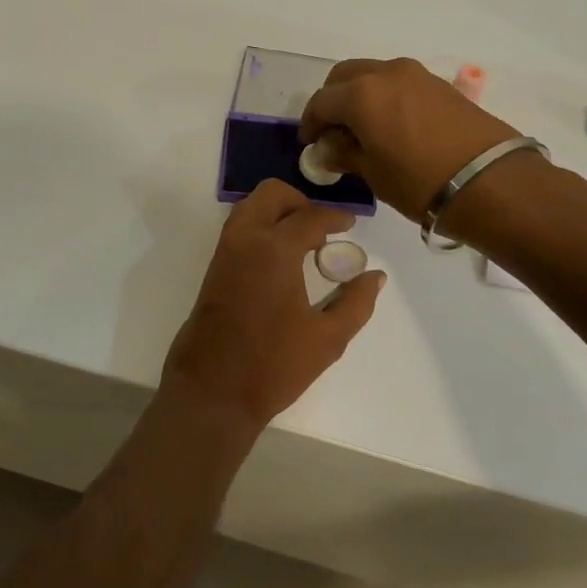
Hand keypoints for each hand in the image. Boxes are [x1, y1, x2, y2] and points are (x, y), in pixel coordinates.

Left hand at [159, 180, 384, 432]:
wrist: (211, 392)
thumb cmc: (273, 366)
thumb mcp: (328, 339)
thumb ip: (356, 302)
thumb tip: (375, 276)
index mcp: (274, 249)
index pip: (310, 216)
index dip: (335, 217)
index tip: (351, 224)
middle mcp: (245, 240)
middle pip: (271, 195)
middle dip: (300, 202)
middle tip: (322, 229)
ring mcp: (224, 253)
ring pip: (249, 208)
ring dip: (277, 213)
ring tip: (303, 244)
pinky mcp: (213, 270)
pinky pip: (238, 230)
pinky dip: (260, 228)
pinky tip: (281, 261)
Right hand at [299, 58, 520, 220]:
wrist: (489, 181)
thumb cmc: (419, 182)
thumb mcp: (373, 174)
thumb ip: (345, 154)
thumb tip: (329, 148)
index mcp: (361, 94)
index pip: (322, 101)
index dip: (311, 123)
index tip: (310, 144)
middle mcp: (386, 73)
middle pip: (344, 76)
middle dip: (332, 100)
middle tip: (332, 131)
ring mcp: (417, 75)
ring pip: (373, 75)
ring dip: (359, 95)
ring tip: (362, 129)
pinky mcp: (440, 84)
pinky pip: (399, 83)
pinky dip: (384, 97)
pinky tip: (390, 125)